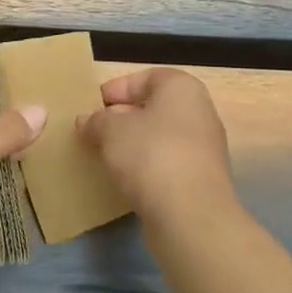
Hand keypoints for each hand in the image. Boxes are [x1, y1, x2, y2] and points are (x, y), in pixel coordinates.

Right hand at [77, 68, 235, 229]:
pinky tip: (127, 180)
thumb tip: (86, 121)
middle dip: (124, 118)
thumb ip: (96, 121)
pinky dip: (148, 167)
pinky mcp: (203, 180)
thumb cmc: (150, 154)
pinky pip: (169, 164)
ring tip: (107, 156)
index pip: (146, 78)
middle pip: (155, 107)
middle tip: (96, 131)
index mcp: (181, 88)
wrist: (191, 215)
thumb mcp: (110, 130)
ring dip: (135, 144)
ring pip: (162, 137)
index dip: (117, 89)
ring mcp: (205, 148)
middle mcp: (200, 111)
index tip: (94, 106)